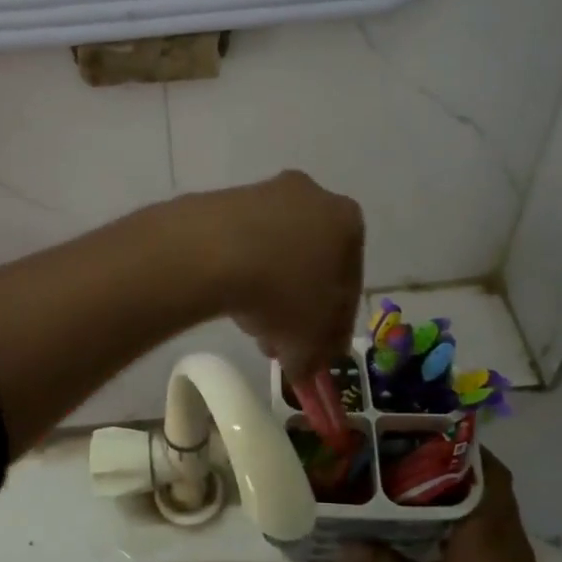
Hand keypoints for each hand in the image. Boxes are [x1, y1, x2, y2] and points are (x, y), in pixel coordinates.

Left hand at [185, 171, 362, 377]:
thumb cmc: (283, 291)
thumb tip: (306, 367)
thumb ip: (315, 355)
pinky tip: (228, 299)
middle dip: (297, 307)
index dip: (334, 326)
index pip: (349, 284)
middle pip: (310, 264)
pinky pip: (242, 243)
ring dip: (268, 290)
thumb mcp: (309, 340)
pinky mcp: (224, 200)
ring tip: (250, 327)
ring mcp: (265, 193)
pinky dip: (241, 270)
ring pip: (275, 254)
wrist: (213, 250)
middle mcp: (312, 196)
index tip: (318, 351)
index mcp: (348, 222)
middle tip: (280, 342)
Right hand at [341, 450, 548, 561]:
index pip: (487, 470)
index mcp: (488, 528)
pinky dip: (471, 516)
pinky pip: (495, 529)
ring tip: (420, 481)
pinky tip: (436, 524)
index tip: (429, 434)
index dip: (463, 448)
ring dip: (466, 492)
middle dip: (460, 466)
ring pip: (495, 507)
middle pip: (492, 484)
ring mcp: (515, 557)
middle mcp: (508, 535)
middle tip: (417, 454)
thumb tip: (341, 544)